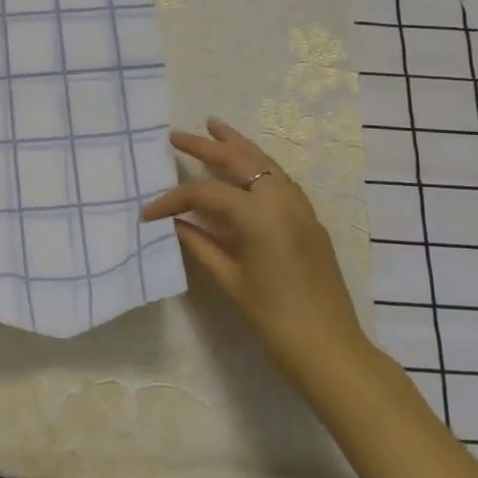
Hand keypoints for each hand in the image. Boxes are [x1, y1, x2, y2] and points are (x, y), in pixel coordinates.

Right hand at [142, 117, 370, 375]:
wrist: (330, 348)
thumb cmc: (273, 318)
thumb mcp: (229, 281)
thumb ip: (199, 244)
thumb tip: (173, 223)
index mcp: (259, 213)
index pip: (206, 193)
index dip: (172, 200)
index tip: (147, 213)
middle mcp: (282, 199)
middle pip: (240, 160)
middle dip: (207, 145)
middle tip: (178, 135)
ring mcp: (300, 207)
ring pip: (266, 163)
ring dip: (238, 146)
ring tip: (215, 129)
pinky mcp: (309, 220)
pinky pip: (280, 179)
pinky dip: (258, 166)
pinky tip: (246, 169)